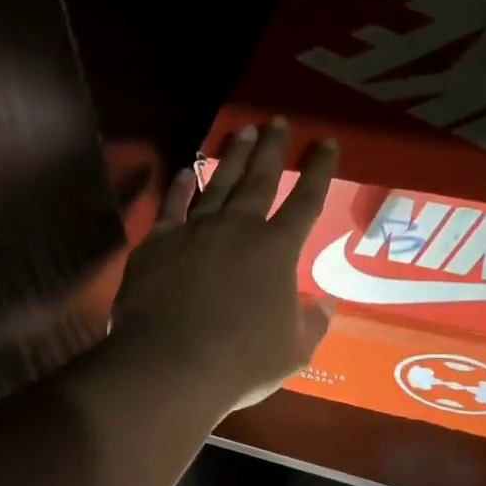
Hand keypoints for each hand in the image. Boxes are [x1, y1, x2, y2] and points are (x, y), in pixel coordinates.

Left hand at [107, 120, 339, 415]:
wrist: (170, 365)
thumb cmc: (240, 362)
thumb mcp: (293, 351)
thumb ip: (312, 323)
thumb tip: (327, 302)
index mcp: (277, 250)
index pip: (306, 201)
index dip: (318, 170)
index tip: (325, 142)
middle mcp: (239, 229)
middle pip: (259, 179)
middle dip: (271, 148)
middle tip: (276, 121)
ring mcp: (195, 230)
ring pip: (218, 184)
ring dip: (231, 157)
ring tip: (241, 131)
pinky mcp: (159, 242)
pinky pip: (172, 206)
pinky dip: (180, 186)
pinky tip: (186, 170)